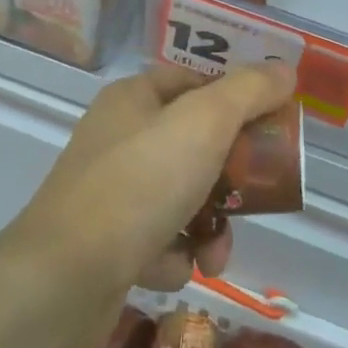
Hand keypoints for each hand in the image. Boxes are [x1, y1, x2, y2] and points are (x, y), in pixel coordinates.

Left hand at [14, 65, 295, 296]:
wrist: (63, 279)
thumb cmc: (139, 184)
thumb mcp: (204, 124)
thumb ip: (248, 92)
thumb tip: (284, 69)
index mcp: (134, 98)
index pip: (195, 82)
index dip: (236, 100)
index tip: (272, 127)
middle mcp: (119, 137)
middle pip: (194, 143)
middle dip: (230, 176)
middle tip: (255, 196)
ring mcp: (110, 191)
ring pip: (182, 196)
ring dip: (209, 225)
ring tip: (215, 253)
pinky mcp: (106, 242)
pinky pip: (159, 240)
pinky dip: (174, 255)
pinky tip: (172, 268)